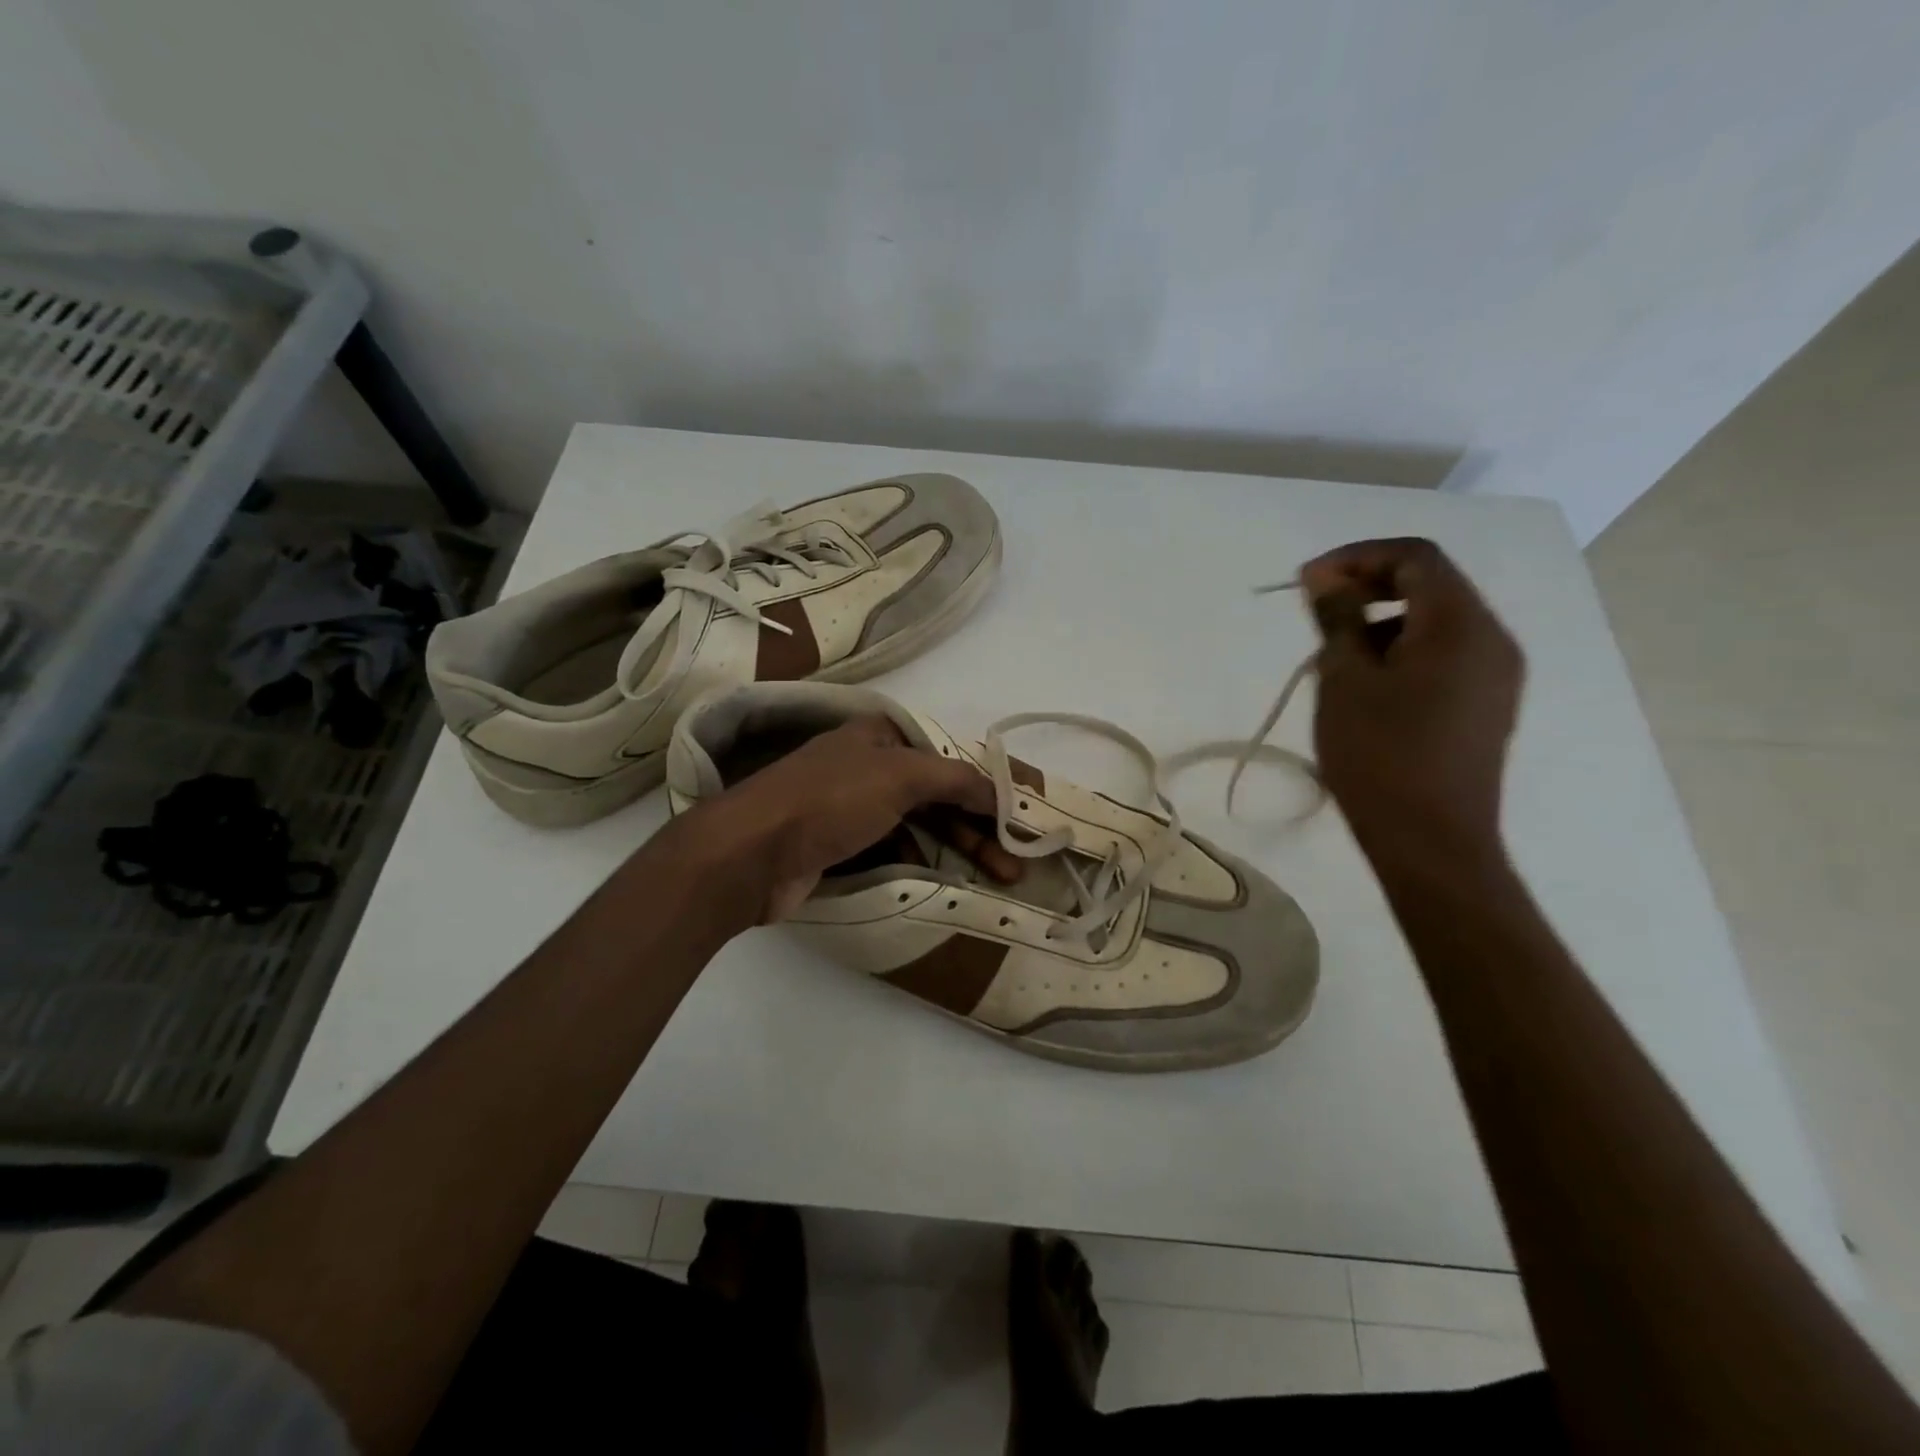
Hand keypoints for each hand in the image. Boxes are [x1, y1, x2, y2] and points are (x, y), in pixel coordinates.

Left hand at [674, 715, 1020, 922]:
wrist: (751, 852)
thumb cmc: (830, 801)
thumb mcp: (900, 776)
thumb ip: (955, 778)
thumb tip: (999, 792)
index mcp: (879, 736)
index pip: (946, 758)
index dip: (983, 788)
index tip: (1014, 823)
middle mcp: (867, 766)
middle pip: (936, 796)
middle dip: (976, 830)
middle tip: (1012, 867)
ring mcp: (850, 808)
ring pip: (916, 826)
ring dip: (952, 850)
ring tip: (988, 880)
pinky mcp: (837, 845)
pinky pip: (890, 851)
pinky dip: (916, 863)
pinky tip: (936, 881)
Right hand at [1300, 538, 1523, 860]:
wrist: (1431, 842)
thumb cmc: (1380, 755)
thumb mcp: (1345, 680)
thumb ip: (1338, 619)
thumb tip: (1326, 578)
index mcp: (1461, 625)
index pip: (1416, 558)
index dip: (1358, 557)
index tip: (1307, 581)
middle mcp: (1493, 639)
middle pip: (1432, 585)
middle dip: (1370, 587)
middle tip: (1317, 610)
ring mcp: (1496, 676)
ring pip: (1437, 622)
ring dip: (1383, 622)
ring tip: (1333, 657)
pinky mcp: (1487, 706)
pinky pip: (1445, 656)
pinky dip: (1403, 651)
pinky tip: (1366, 687)